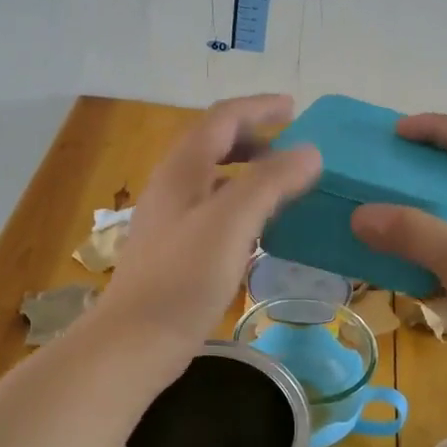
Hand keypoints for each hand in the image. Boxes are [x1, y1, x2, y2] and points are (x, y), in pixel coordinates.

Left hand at [98, 95, 322, 358]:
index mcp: (183, 168)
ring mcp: (171, 218)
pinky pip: (214, 210)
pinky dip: (241, 204)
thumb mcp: (232, 222)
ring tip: (284, 184)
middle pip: (215, 144)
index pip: (222, 118)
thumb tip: (310, 152)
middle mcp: (173, 185)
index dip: (258, 107)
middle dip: (255, 137)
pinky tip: (260, 228)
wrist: (136, 339)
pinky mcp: (175, 249)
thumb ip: (270, 181)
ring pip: (214, 178)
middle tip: (293, 148)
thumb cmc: (184, 277)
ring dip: (249, 171)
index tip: (295, 107)